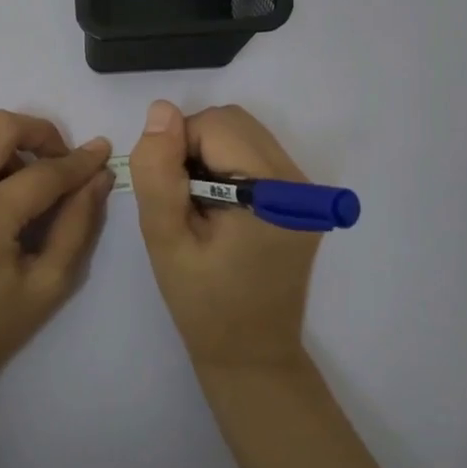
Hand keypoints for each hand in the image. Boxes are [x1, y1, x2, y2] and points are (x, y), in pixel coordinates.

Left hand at [0, 111, 114, 396]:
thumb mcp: (46, 286)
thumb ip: (78, 225)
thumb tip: (98, 177)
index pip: (45, 171)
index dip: (79, 161)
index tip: (101, 152)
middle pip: (0, 125)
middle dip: (39, 133)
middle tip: (56, 162)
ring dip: (5, 142)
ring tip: (21, 179)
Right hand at [129, 101, 320, 372]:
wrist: (252, 356)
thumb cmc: (203, 304)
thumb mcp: (165, 240)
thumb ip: (158, 173)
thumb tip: (161, 111)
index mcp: (275, 194)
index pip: (215, 126)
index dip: (178, 148)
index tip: (169, 194)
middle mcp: (301, 182)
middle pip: (233, 123)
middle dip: (194, 146)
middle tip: (181, 199)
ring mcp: (307, 190)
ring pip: (243, 133)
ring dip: (209, 154)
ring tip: (199, 206)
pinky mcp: (303, 198)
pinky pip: (255, 153)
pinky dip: (227, 165)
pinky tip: (219, 208)